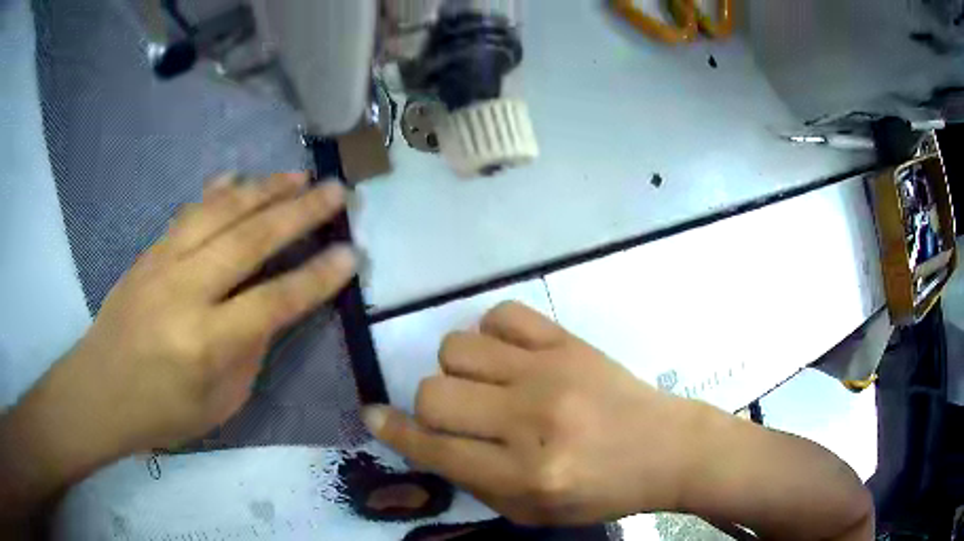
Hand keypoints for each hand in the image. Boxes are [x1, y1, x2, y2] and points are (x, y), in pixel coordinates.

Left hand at [16, 173, 355, 457]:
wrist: (99, 390)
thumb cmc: (162, 412)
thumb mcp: (219, 404)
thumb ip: (249, 353)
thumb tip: (270, 310)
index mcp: (206, 342)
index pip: (274, 301)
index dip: (316, 278)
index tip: (351, 254)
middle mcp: (185, 291)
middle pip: (249, 240)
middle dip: (299, 212)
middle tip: (335, 192)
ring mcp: (163, 264)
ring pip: (219, 213)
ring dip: (263, 190)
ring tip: (297, 175)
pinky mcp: (149, 252)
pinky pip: (188, 213)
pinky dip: (217, 192)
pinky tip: (236, 178)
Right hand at [363, 302, 701, 525]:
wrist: (666, 449)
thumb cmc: (602, 491)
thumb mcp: (533, 512)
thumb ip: (475, 483)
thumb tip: (426, 441)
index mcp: (525, 474)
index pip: (434, 448)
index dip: (394, 431)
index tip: (373, 415)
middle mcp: (532, 420)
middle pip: (435, 392)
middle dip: (430, 408)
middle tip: (459, 417)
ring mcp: (551, 372)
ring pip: (458, 347)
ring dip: (458, 370)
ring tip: (487, 385)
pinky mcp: (569, 341)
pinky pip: (502, 314)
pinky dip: (492, 334)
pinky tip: (509, 356)